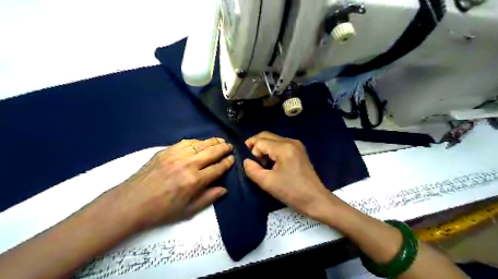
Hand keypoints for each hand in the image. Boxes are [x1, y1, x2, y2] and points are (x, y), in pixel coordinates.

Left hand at [112, 138, 232, 230]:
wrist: (131, 203)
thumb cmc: (162, 211)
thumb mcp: (188, 211)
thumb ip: (208, 198)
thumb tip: (224, 189)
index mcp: (195, 181)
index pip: (218, 168)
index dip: (227, 163)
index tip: (232, 159)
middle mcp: (188, 164)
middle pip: (212, 152)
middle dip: (223, 148)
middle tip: (230, 146)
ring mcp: (176, 155)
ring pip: (200, 144)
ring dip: (212, 142)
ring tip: (220, 141)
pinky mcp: (166, 151)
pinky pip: (185, 142)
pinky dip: (197, 141)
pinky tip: (201, 142)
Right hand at [242, 132, 336, 220]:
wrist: (315, 200)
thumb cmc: (291, 192)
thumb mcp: (267, 182)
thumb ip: (252, 170)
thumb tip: (246, 161)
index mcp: (284, 148)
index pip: (260, 141)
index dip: (252, 151)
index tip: (253, 165)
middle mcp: (291, 141)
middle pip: (266, 136)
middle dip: (256, 145)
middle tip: (253, 161)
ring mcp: (296, 145)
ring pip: (273, 139)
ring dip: (264, 148)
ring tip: (262, 164)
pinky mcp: (299, 151)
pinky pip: (280, 144)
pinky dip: (272, 150)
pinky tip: (272, 163)